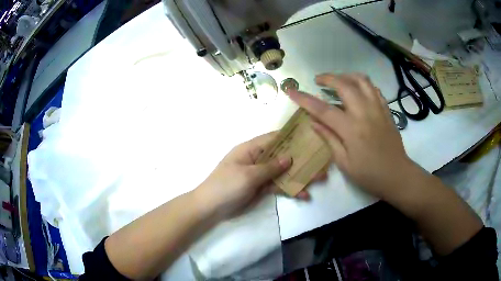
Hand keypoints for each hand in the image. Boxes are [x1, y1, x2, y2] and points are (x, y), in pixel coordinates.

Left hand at [195, 132, 325, 219]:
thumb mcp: (248, 175)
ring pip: (283, 172)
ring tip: (320, 178)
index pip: (274, 138)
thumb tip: (289, 158)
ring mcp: (261, 174)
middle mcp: (258, 159)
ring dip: (300, 175)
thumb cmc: (226, 186)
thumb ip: (270, 167)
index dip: (291, 137)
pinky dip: (291, 189)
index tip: (310, 136)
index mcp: (251, 149)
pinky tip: (304, 194)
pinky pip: (279, 186)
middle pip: (282, 156)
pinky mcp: (262, 188)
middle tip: (321, 160)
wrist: (211, 208)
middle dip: (301, 159)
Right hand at [288, 73, 414, 198]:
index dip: (304, 99)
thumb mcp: (344, 163)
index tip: (290, 91)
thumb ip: (329, 139)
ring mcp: (378, 109)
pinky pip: (374, 89)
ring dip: (347, 76)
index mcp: (351, 129)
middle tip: (318, 81)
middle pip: (344, 85)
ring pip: (362, 81)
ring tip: (338, 81)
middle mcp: (365, 113)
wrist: (397, 175)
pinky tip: (357, 90)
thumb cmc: (369, 175)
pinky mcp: (386, 110)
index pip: (323, 109)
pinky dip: (363, 84)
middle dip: (328, 78)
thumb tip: (313, 122)